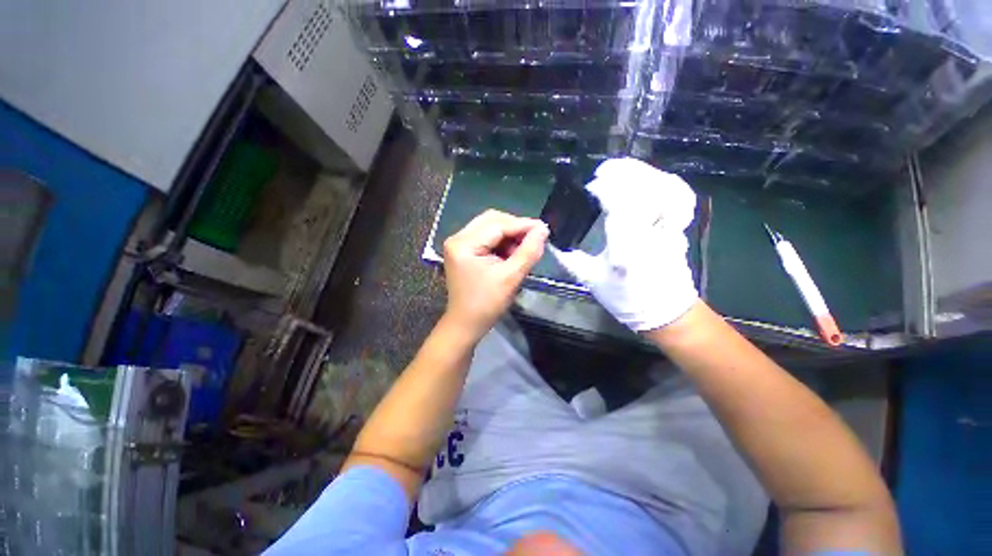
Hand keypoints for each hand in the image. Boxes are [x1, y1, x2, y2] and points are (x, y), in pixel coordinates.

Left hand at [442, 210, 548, 339]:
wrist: (466, 324)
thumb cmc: (486, 305)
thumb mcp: (510, 278)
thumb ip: (528, 252)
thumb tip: (543, 230)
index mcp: (464, 244)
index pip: (498, 225)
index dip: (523, 225)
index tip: (544, 229)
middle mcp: (458, 238)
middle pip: (492, 220)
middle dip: (515, 228)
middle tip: (534, 239)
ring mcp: (459, 244)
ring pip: (490, 227)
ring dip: (509, 235)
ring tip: (522, 250)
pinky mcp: (463, 250)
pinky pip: (486, 237)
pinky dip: (502, 242)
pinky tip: (511, 253)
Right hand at [550, 158, 697, 331]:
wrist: (665, 311)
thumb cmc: (625, 298)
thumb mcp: (591, 280)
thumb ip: (569, 258)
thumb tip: (552, 240)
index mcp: (626, 248)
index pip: (620, 206)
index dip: (605, 189)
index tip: (590, 188)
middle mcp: (651, 233)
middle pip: (645, 188)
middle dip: (624, 173)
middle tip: (603, 172)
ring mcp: (670, 227)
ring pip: (664, 187)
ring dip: (642, 173)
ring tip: (621, 171)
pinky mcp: (678, 226)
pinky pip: (677, 195)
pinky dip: (663, 182)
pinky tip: (648, 180)